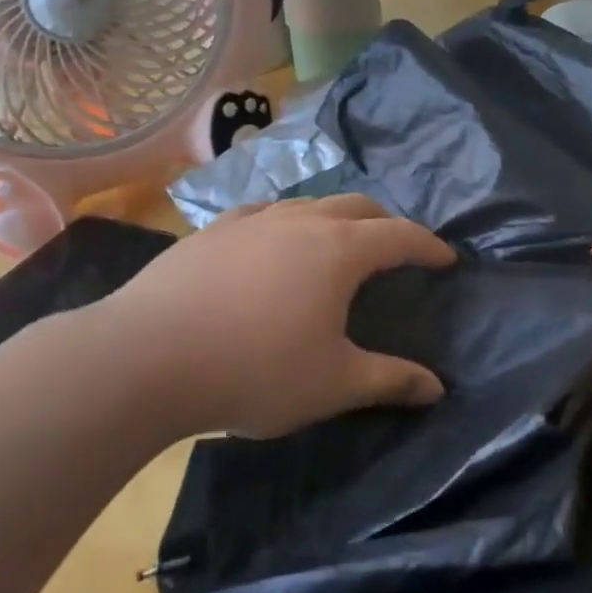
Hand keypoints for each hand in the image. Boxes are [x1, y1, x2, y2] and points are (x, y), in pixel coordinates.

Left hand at [85, 195, 455, 438]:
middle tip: (395, 250)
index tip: (446, 259)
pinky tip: (272, 246)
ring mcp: (251, 220)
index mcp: (339, 250)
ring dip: (335, 219)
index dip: (429, 245)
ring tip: (336, 246)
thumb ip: (390, 380)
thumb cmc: (254, 370)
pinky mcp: (211, 231)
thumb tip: (436, 387)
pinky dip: (286, 224)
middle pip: (357, 206)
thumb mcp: (333, 384)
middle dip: (385, 223)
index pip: (400, 234)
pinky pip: (263, 214)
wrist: (145, 358)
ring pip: (308, 205)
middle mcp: (300, 221)